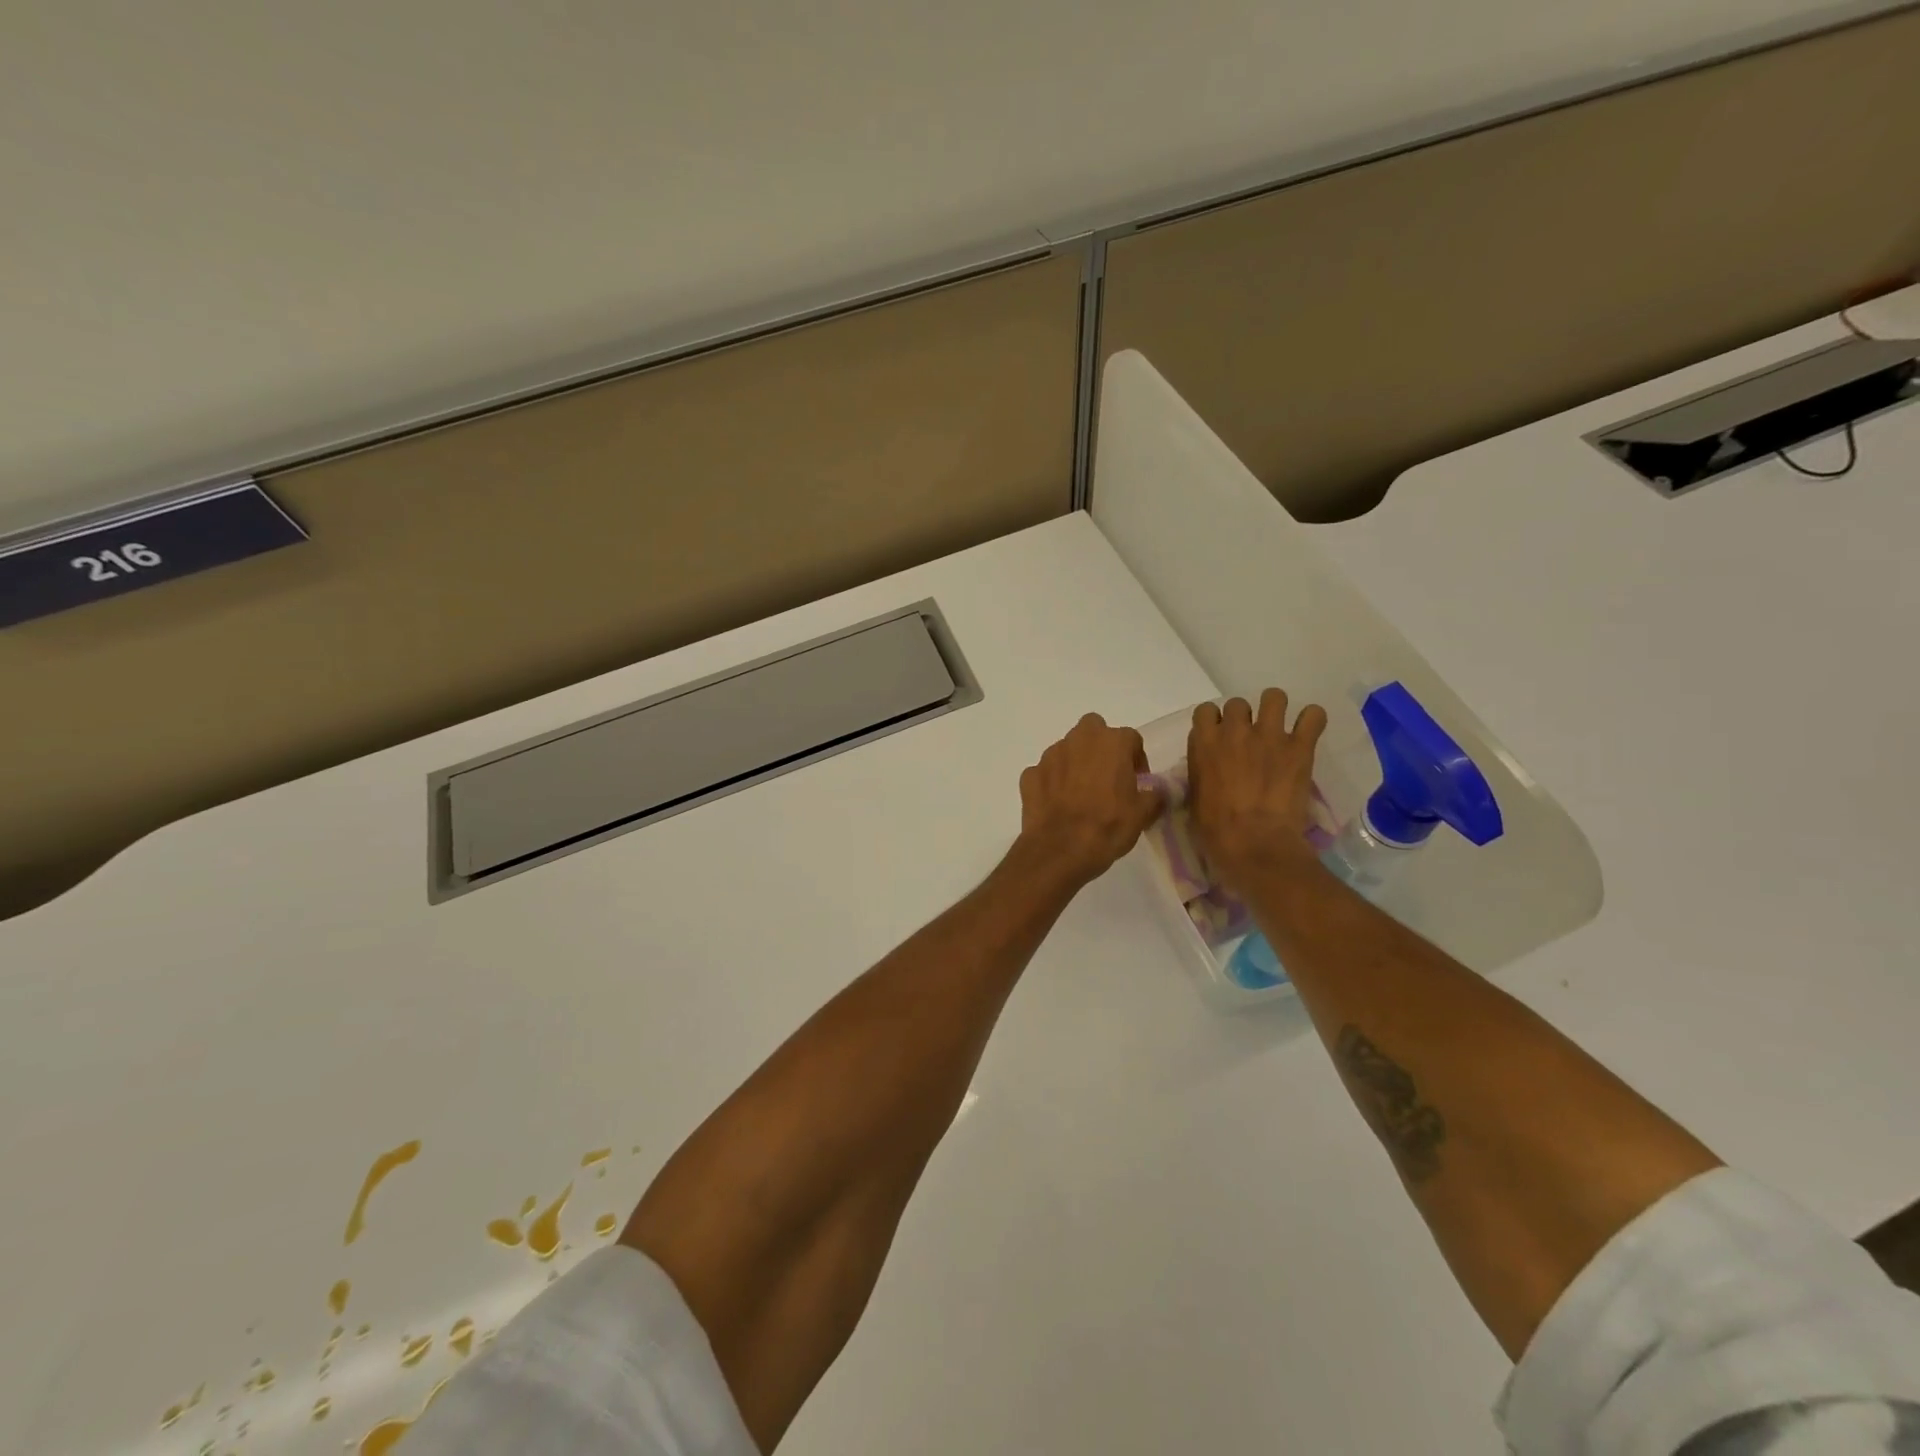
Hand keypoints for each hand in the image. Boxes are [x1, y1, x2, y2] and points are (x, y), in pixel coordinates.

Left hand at [1017, 714, 1163, 885]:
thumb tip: (1156, 791)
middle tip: (1107, 776)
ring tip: (1081, 794)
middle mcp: (1079, 740)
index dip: (1136, 759)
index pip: (1131, 738)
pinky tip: (1058, 804)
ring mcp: (1050, 755)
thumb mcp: (1143, 814)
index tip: (1137, 782)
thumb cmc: (1108, 826)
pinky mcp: (1030, 774)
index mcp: (1111, 742)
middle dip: (1101, 747)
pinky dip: (1052, 782)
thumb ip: (1154, 795)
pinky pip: (1046, 772)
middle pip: (1093, 730)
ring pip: (1067, 749)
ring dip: (1075, 763)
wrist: (1061, 849)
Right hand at [1187, 689, 1328, 889]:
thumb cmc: (1215, 830)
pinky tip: (1308, 732)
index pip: (1205, 710)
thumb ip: (1200, 772)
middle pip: (1237, 703)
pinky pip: (1313, 716)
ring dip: (1274, 709)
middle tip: (1249, 739)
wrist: (1254, 844)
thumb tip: (1208, 767)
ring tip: (1279, 728)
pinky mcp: (1299, 747)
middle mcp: (1235, 731)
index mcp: (1205, 743)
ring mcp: (1269, 736)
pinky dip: (1311, 721)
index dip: (1213, 722)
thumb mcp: (1194, 797)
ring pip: (1274, 697)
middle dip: (1242, 718)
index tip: (1218, 737)